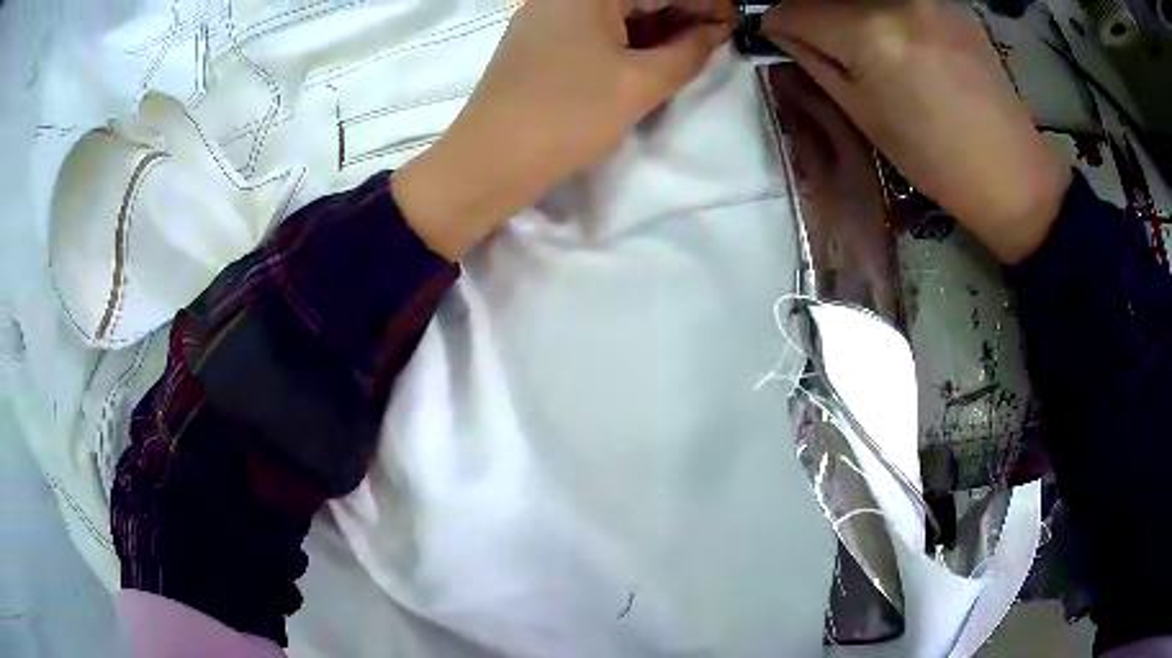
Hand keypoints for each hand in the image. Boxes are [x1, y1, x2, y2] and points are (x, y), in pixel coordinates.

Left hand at [394, 0, 734, 259]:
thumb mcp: (640, 83)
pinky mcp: (539, 40)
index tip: (732, 24)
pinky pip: (595, 28)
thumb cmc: (566, 116)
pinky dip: (627, 40)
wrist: (488, 162)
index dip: (703, 2)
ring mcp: (546, 14)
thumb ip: (689, 51)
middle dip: (680, 14)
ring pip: (617, 12)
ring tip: (689, 53)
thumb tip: (715, 31)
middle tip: (713, 42)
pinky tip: (650, 58)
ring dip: (656, 28)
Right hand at [762, 0, 1071, 263]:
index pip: (792, 7)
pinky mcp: (947, 2)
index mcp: (868, 33)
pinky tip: (902, 42)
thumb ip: (815, 62)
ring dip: (847, 9)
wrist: (1010, 172)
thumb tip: (784, 31)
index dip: (778, 24)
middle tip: (819, 41)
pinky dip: (882, 11)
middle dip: (811, 11)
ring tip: (865, 45)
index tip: (781, 38)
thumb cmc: (934, 159)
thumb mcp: (864, 116)